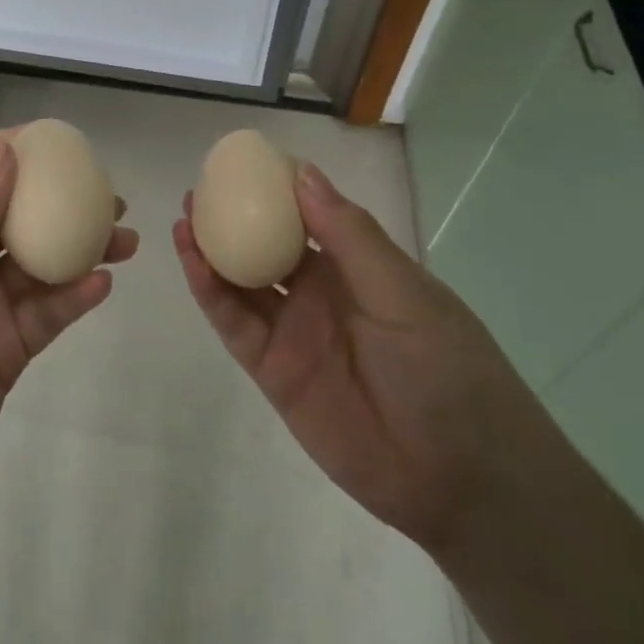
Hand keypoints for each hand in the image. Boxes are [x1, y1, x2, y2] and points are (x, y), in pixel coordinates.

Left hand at [0, 132, 137, 535]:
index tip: (62, 140)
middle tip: (110, 195)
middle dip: (58, 201)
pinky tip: (103, 285)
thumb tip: (4, 150)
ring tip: (126, 238)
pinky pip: (45, 313)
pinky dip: (73, 296)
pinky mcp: (4, 350)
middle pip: (12, 216)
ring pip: (37, 264)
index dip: (12, 152)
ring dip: (78, 249)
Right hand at [174, 162, 558, 553]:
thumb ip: (349, 236)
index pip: (307, 217)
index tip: (240, 163)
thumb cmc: (447, 371)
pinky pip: (233, 323)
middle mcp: (319, 295)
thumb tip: (302, 174)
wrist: (460, 480)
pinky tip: (192, 261)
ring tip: (184, 217)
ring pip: (241, 282)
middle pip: (264, 247)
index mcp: (357, 268)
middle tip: (197, 191)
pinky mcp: (271, 369)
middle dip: (231, 219)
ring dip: (211, 251)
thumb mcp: (405, 294)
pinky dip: (210, 292)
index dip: (273, 191)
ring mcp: (292, 332)